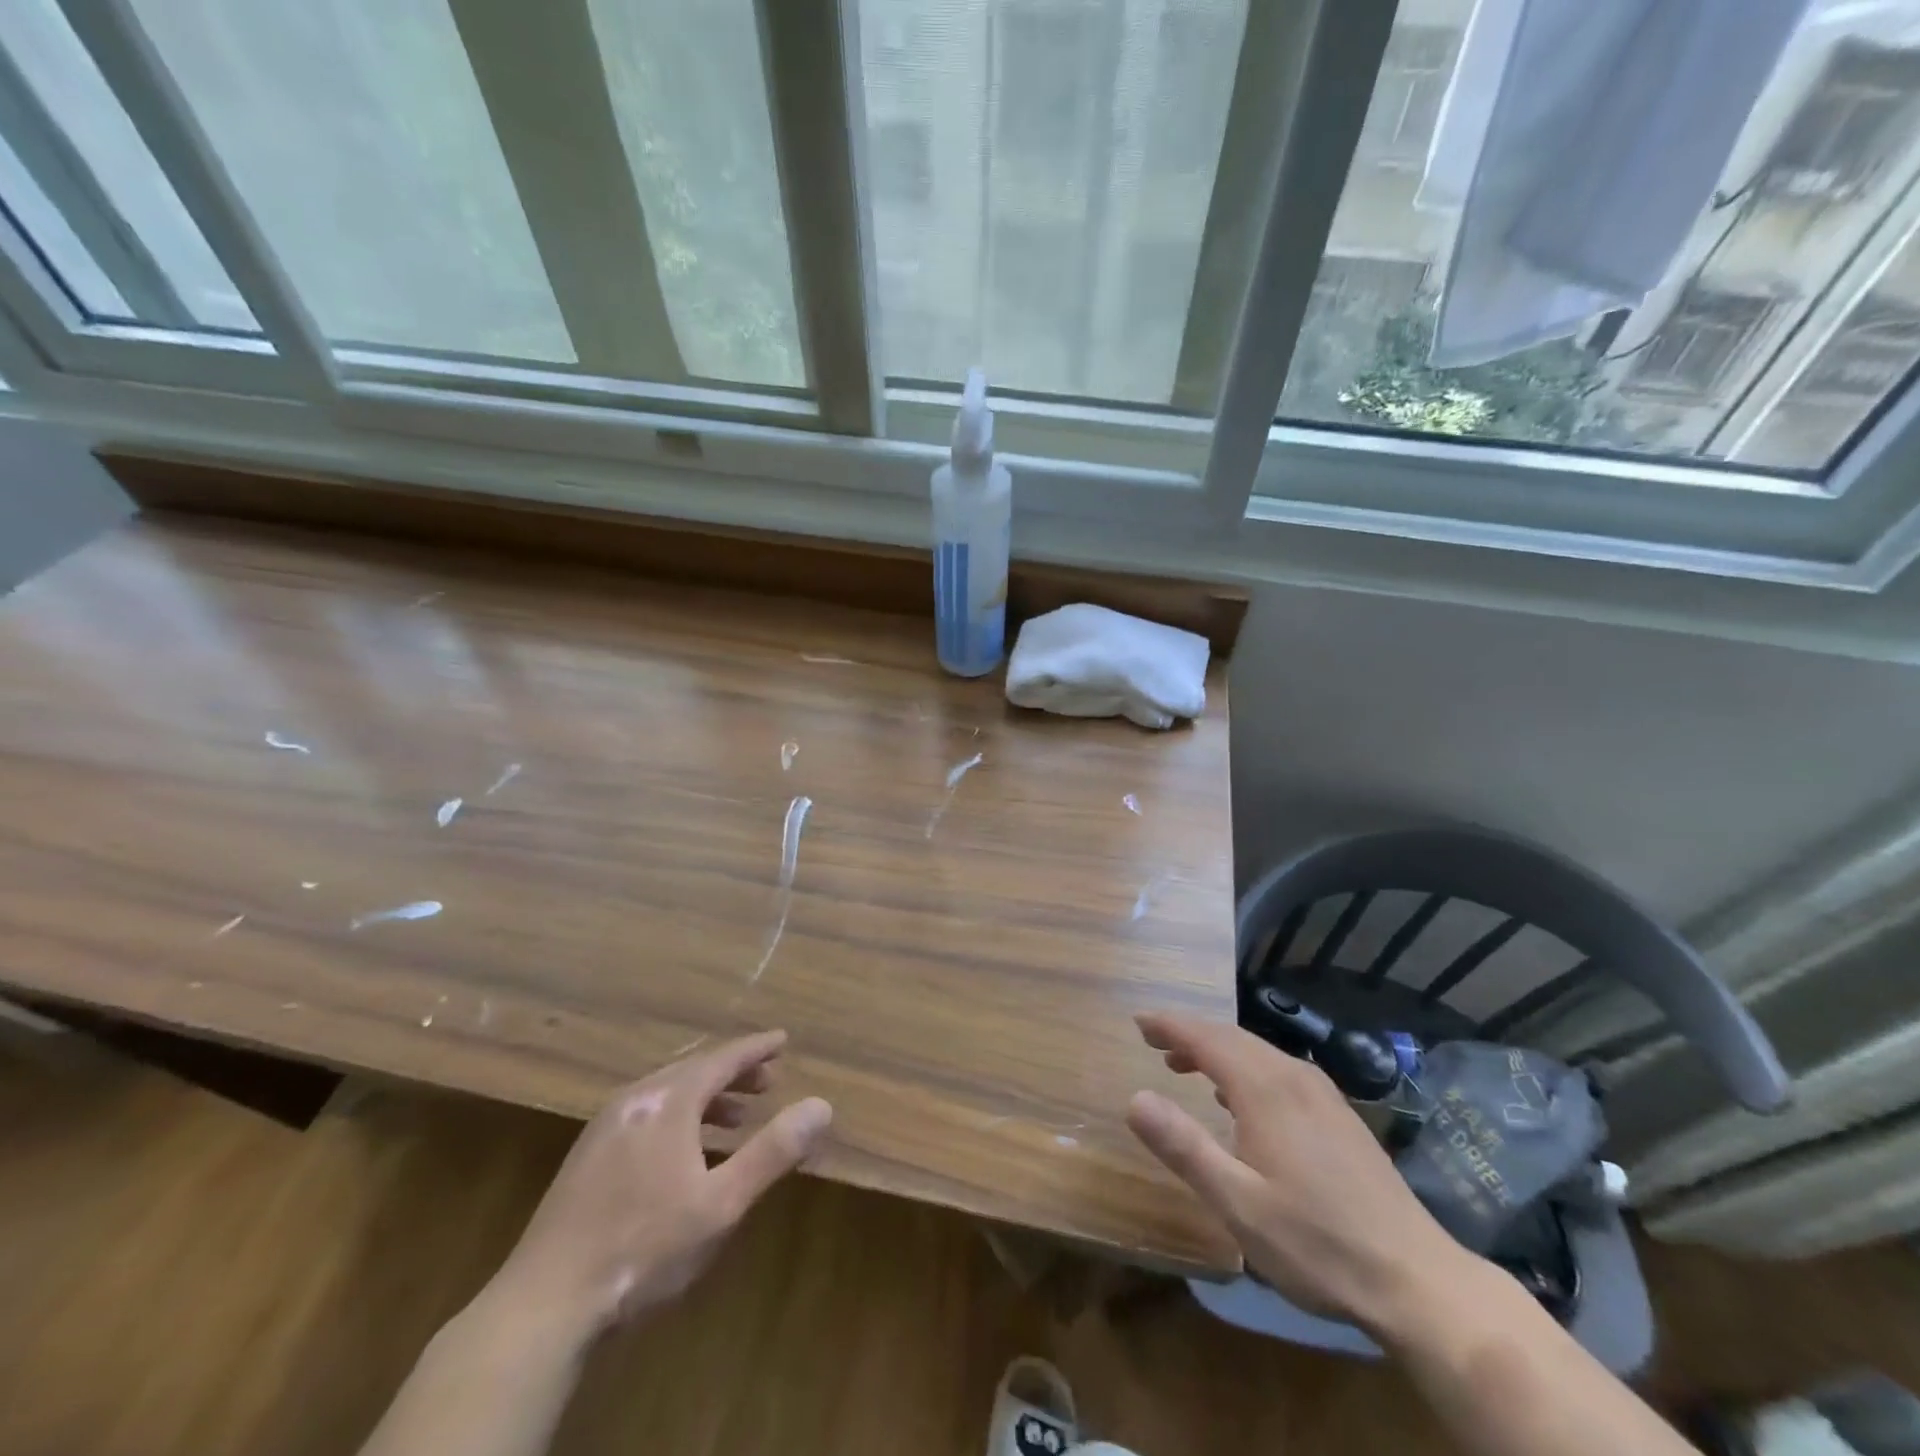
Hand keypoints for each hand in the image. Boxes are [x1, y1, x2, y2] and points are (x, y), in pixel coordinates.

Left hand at [491, 1031, 831, 1342]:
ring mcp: (604, 1127)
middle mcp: (635, 1100)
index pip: (722, 1059)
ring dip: (707, 1097)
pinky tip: (687, 1153)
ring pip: (667, 1093)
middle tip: (768, 1081)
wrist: (543, 1306)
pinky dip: (679, 1117)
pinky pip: (646, 1114)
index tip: (782, 1040)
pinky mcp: (587, 1156)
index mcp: (668, 1101)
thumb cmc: (644, 1249)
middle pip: (694, 1070)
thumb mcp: (722, 1204)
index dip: (756, 1049)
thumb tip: (821, 1106)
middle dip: (734, 1072)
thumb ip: (772, 1151)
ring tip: (736, 1116)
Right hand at [1127, 1012, 1469, 1334]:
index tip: (1137, 1022)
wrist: (1418, 1281)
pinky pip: (1280, 1071)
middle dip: (1190, 1033)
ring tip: (1185, 1066)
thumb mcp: (1238, 1203)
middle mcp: (1294, 1077)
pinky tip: (1241, 1099)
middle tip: (1154, 1041)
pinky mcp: (1340, 1116)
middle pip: (1232, 1037)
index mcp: (1266, 1089)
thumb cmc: (1317, 1244)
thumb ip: (1184, 1147)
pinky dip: (1246, 1068)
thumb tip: (1134, 1098)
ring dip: (1217, 1051)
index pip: (1206, 1037)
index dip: (1169, 1025)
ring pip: (1258, 1052)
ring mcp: (1323, 1095)